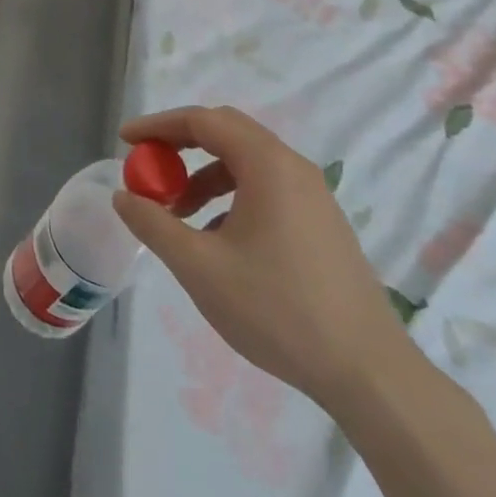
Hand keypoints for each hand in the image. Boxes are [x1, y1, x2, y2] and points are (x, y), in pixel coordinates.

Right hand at [111, 105, 417, 409]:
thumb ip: (154, 224)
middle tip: (150, 168)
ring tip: (178, 214)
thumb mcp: (200, 267)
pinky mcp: (323, 224)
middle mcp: (294, 167)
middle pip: (226, 131)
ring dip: (204, 174)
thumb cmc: (279, 310)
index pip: (202, 120)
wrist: (371, 376)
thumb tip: (123, 196)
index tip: (126, 141)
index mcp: (267, 164)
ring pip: (246, 162)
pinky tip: (218, 240)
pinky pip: (267, 188)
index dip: (158, 125)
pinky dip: (231, 195)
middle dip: (180, 144)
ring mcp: (314, 196)